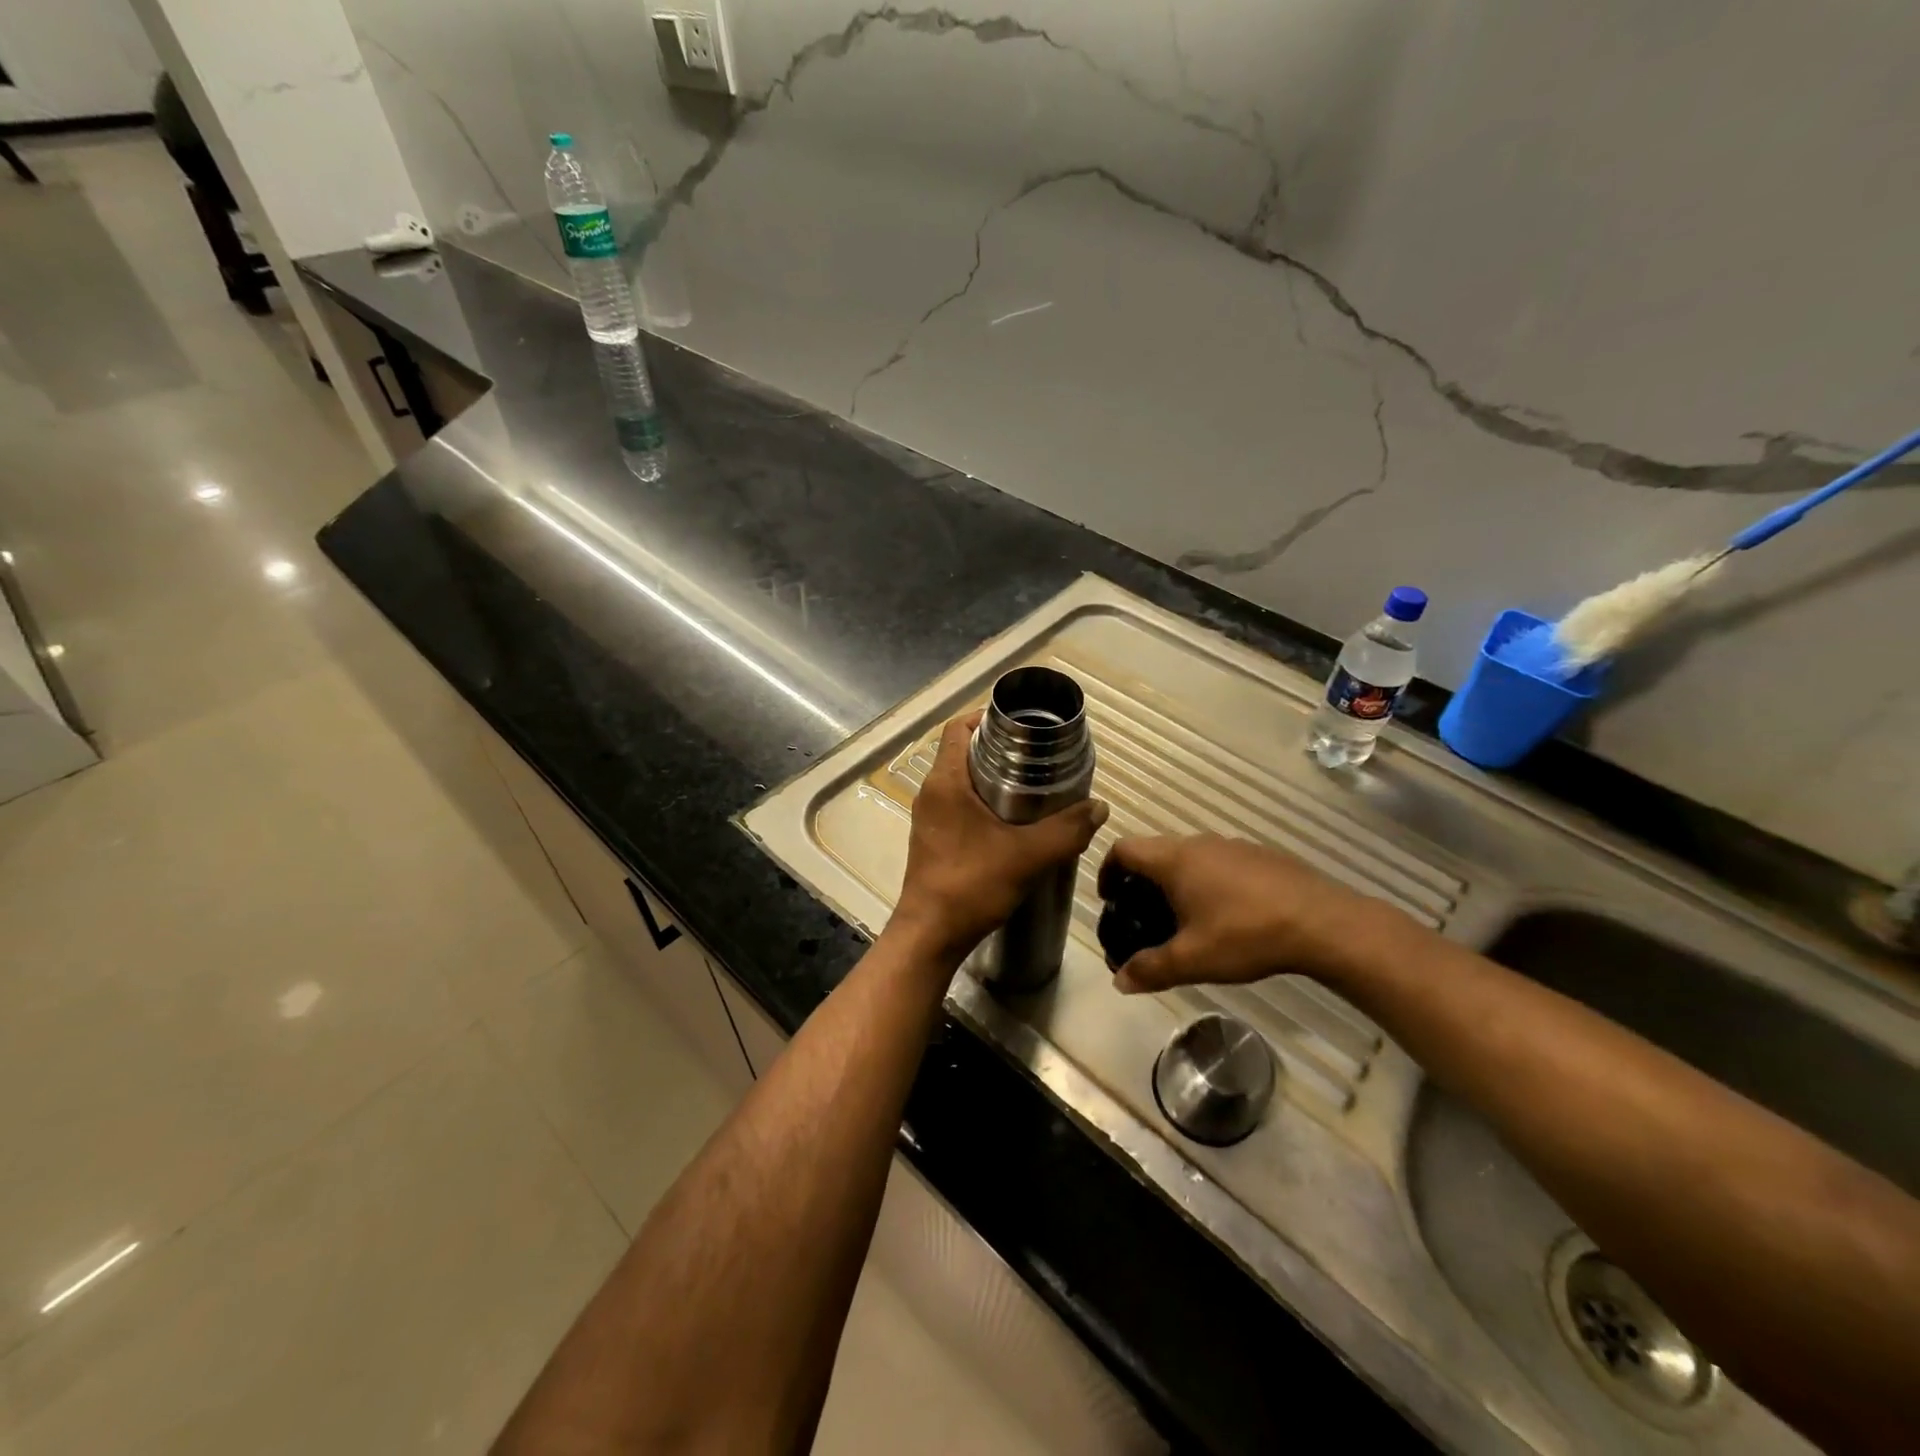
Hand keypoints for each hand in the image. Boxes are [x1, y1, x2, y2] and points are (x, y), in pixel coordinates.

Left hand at [893, 712, 1108, 963]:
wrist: (930, 935)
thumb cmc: (971, 885)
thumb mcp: (1028, 856)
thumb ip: (1067, 830)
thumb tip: (1099, 807)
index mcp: (945, 782)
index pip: (958, 728)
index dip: (986, 717)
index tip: (1021, 724)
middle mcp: (932, 792)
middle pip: (962, 751)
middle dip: (998, 747)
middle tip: (1038, 755)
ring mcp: (930, 817)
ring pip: (961, 780)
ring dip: (992, 777)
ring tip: (1032, 785)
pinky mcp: (934, 839)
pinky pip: (959, 805)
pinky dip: (983, 801)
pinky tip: (1013, 821)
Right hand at [1098, 834, 1384, 992]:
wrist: (1324, 923)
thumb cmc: (1247, 935)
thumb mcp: (1193, 959)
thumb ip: (1151, 969)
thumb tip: (1119, 982)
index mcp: (1174, 860)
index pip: (1124, 848)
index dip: (1108, 870)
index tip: (1110, 899)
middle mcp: (1199, 843)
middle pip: (1155, 851)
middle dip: (1141, 881)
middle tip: (1143, 916)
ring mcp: (1233, 846)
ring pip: (1189, 856)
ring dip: (1176, 881)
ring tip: (1184, 919)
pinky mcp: (1261, 856)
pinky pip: (1219, 862)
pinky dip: (1208, 881)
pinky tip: (1227, 915)